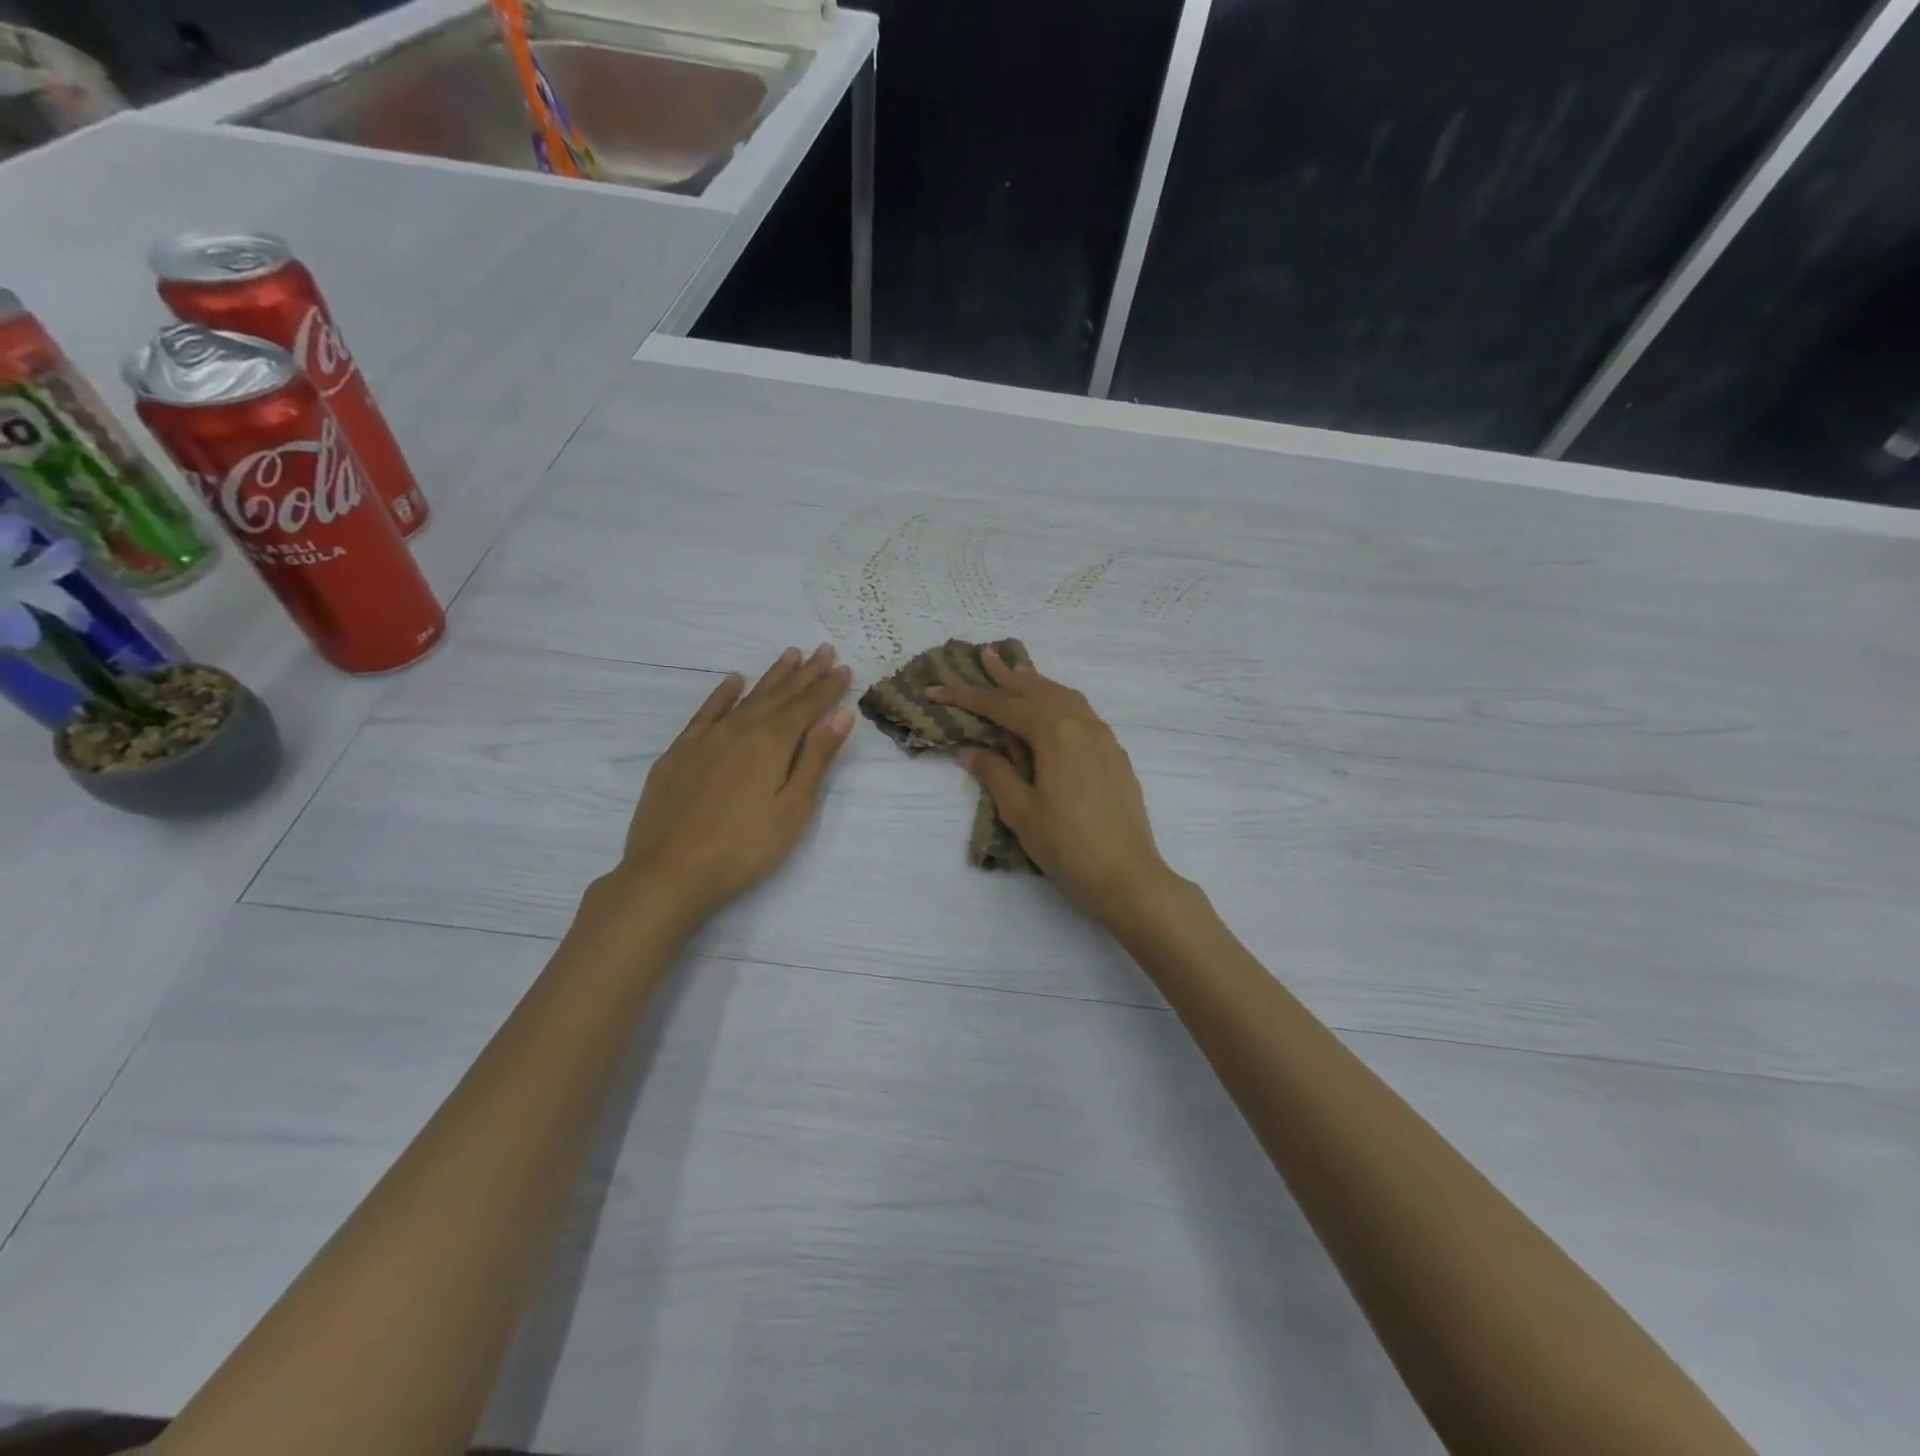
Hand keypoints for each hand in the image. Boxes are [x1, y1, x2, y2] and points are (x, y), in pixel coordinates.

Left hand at [617, 644, 853, 925]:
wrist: (669, 872)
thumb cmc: (744, 847)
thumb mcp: (793, 808)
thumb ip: (816, 758)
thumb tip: (840, 715)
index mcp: (772, 743)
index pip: (808, 706)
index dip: (828, 687)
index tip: (844, 667)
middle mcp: (740, 730)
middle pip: (779, 695)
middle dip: (805, 673)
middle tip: (823, 650)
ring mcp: (705, 739)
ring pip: (746, 698)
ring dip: (771, 677)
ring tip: (789, 655)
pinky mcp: (679, 753)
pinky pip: (706, 712)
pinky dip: (722, 694)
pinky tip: (733, 681)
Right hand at [928, 648, 1174, 925]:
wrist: (1128, 877)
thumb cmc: (1068, 846)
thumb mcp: (1022, 811)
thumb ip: (996, 773)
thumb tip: (970, 750)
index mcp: (1055, 734)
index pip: (1003, 707)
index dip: (967, 697)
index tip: (936, 688)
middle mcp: (1081, 725)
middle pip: (1038, 691)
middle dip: (1007, 676)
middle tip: (984, 655)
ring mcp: (1103, 739)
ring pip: (1065, 697)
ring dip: (1038, 684)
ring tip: (1017, 673)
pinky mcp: (1115, 755)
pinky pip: (1083, 713)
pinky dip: (1061, 701)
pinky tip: (1055, 709)